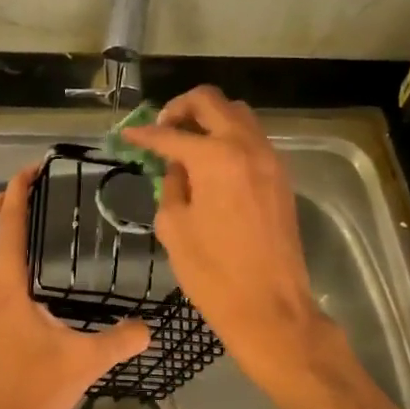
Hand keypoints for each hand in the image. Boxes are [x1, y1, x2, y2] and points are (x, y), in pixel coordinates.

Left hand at [0, 166, 150, 408]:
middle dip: (1, 199)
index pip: (8, 224)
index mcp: (8, 285)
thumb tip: (151, 325)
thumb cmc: (35, 390)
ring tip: (25, 210)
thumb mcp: (85, 362)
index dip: (17, 191)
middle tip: (29, 182)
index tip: (34, 167)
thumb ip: (121, 339)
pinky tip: (26, 259)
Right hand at [121, 86, 326, 399]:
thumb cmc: (213, 273)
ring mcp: (269, 158)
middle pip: (211, 101)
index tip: (128, 135)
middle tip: (163, 128)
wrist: (270, 308)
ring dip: (209, 117)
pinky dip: (229, 136)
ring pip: (237, 113)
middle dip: (181, 107)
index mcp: (215, 158)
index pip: (171, 134)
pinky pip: (252, 137)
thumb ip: (171, 186)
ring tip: (188, 141)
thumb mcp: (174, 227)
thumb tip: (177, 167)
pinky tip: (213, 161)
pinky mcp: (281, 175)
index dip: (144, 134)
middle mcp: (245, 146)